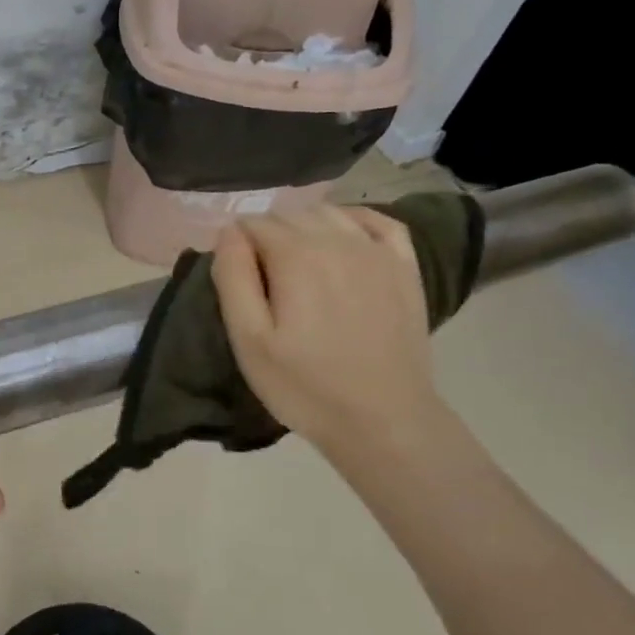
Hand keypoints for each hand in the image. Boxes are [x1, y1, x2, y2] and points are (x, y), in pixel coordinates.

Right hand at [211, 205, 448, 463]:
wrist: (384, 421)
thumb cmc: (305, 386)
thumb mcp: (248, 340)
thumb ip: (233, 277)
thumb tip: (229, 233)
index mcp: (295, 256)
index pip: (252, 224)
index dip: (236, 247)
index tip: (236, 280)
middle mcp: (337, 240)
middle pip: (288, 215)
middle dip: (267, 236)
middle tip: (262, 280)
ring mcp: (376, 251)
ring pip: (327, 212)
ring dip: (303, 226)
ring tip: (296, 264)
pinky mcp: (405, 267)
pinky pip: (378, 220)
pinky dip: (353, 219)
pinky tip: (342, 237)